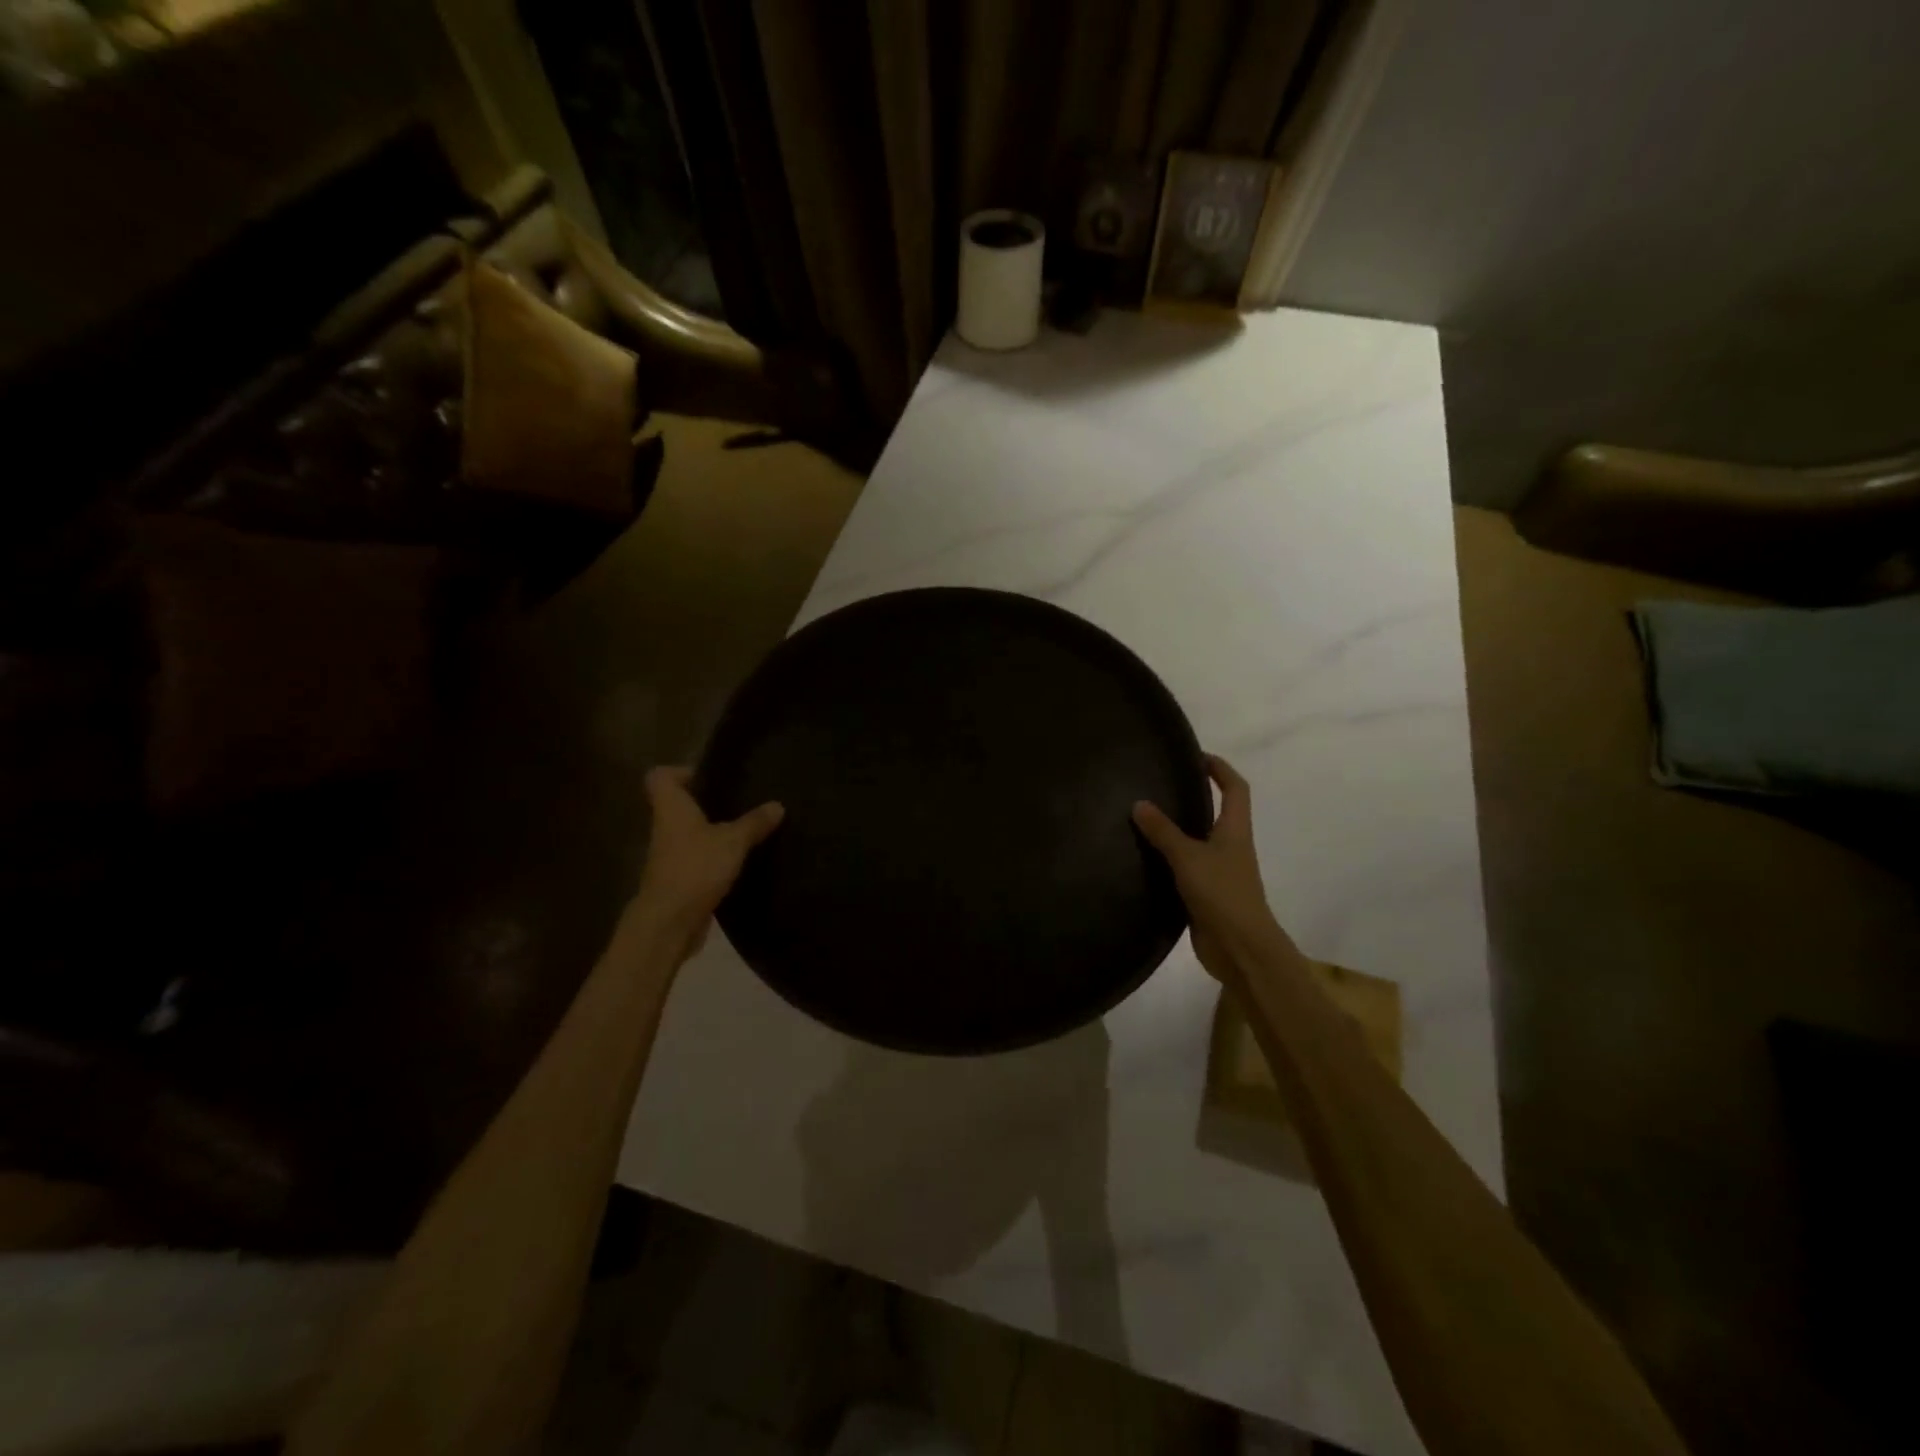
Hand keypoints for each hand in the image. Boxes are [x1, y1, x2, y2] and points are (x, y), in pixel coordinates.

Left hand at [630, 766, 783, 958]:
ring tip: (747, 828)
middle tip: (739, 799)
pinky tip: (742, 859)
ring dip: (713, 831)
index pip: (660, 777)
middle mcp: (666, 828)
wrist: (669, 923)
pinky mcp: (679, 879)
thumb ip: (754, 822)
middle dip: (706, 802)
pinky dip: (716, 857)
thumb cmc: (696, 868)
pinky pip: (698, 859)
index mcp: (671, 809)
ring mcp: (670, 856)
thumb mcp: (733, 841)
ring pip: (690, 833)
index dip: (680, 771)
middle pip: (678, 805)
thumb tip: (778, 805)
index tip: (709, 776)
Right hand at [1133, 754, 1287, 979]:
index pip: (1235, 788)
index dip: (1220, 769)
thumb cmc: (1222, 895)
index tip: (1196, 756)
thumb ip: (1163, 831)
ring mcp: (1219, 872)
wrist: (1240, 949)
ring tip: (1144, 817)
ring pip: (1198, 841)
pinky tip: (1143, 857)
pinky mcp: (1205, 894)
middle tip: (1160, 784)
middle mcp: (1230, 847)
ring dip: (1177, 828)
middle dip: (1195, 796)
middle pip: (1217, 812)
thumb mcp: (1188, 857)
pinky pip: (1184, 867)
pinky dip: (1168, 859)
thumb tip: (1139, 803)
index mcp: (1235, 831)